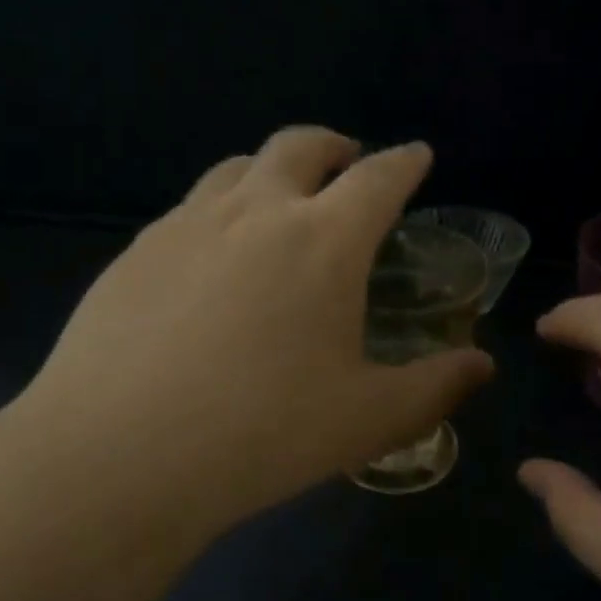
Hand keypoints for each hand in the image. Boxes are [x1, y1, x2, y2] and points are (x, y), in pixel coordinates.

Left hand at [8, 129, 492, 538]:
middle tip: (347, 162)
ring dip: (269, 170)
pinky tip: (211, 257)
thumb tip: (481, 366)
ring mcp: (186, 225)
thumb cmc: (262, 433)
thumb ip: (435, 388)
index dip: (404, 162)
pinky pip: (188, 209)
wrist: (119, 453)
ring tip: (279, 200)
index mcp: (323, 240)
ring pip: (236, 168)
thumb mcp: (367, 420)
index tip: (417, 155)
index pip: (378, 178)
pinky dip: (218, 211)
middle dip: (333, 146)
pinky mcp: (134, 252)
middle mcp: (254, 212)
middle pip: (299, 147)